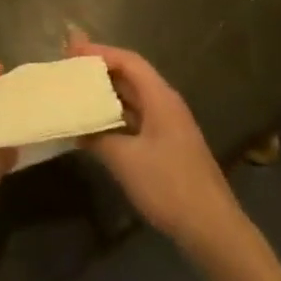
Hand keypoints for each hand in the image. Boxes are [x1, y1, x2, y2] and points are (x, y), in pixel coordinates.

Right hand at [68, 31, 244, 255]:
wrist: (212, 229)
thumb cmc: (169, 186)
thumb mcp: (125, 160)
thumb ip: (98, 136)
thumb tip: (77, 126)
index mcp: (160, 98)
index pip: (128, 61)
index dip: (99, 53)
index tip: (70, 51)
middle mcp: (166, 104)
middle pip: (130, 76)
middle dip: (99, 70)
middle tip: (68, 67)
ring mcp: (168, 126)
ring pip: (132, 99)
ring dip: (106, 94)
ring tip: (75, 92)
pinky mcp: (167, 146)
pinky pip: (136, 119)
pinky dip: (114, 116)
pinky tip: (94, 126)